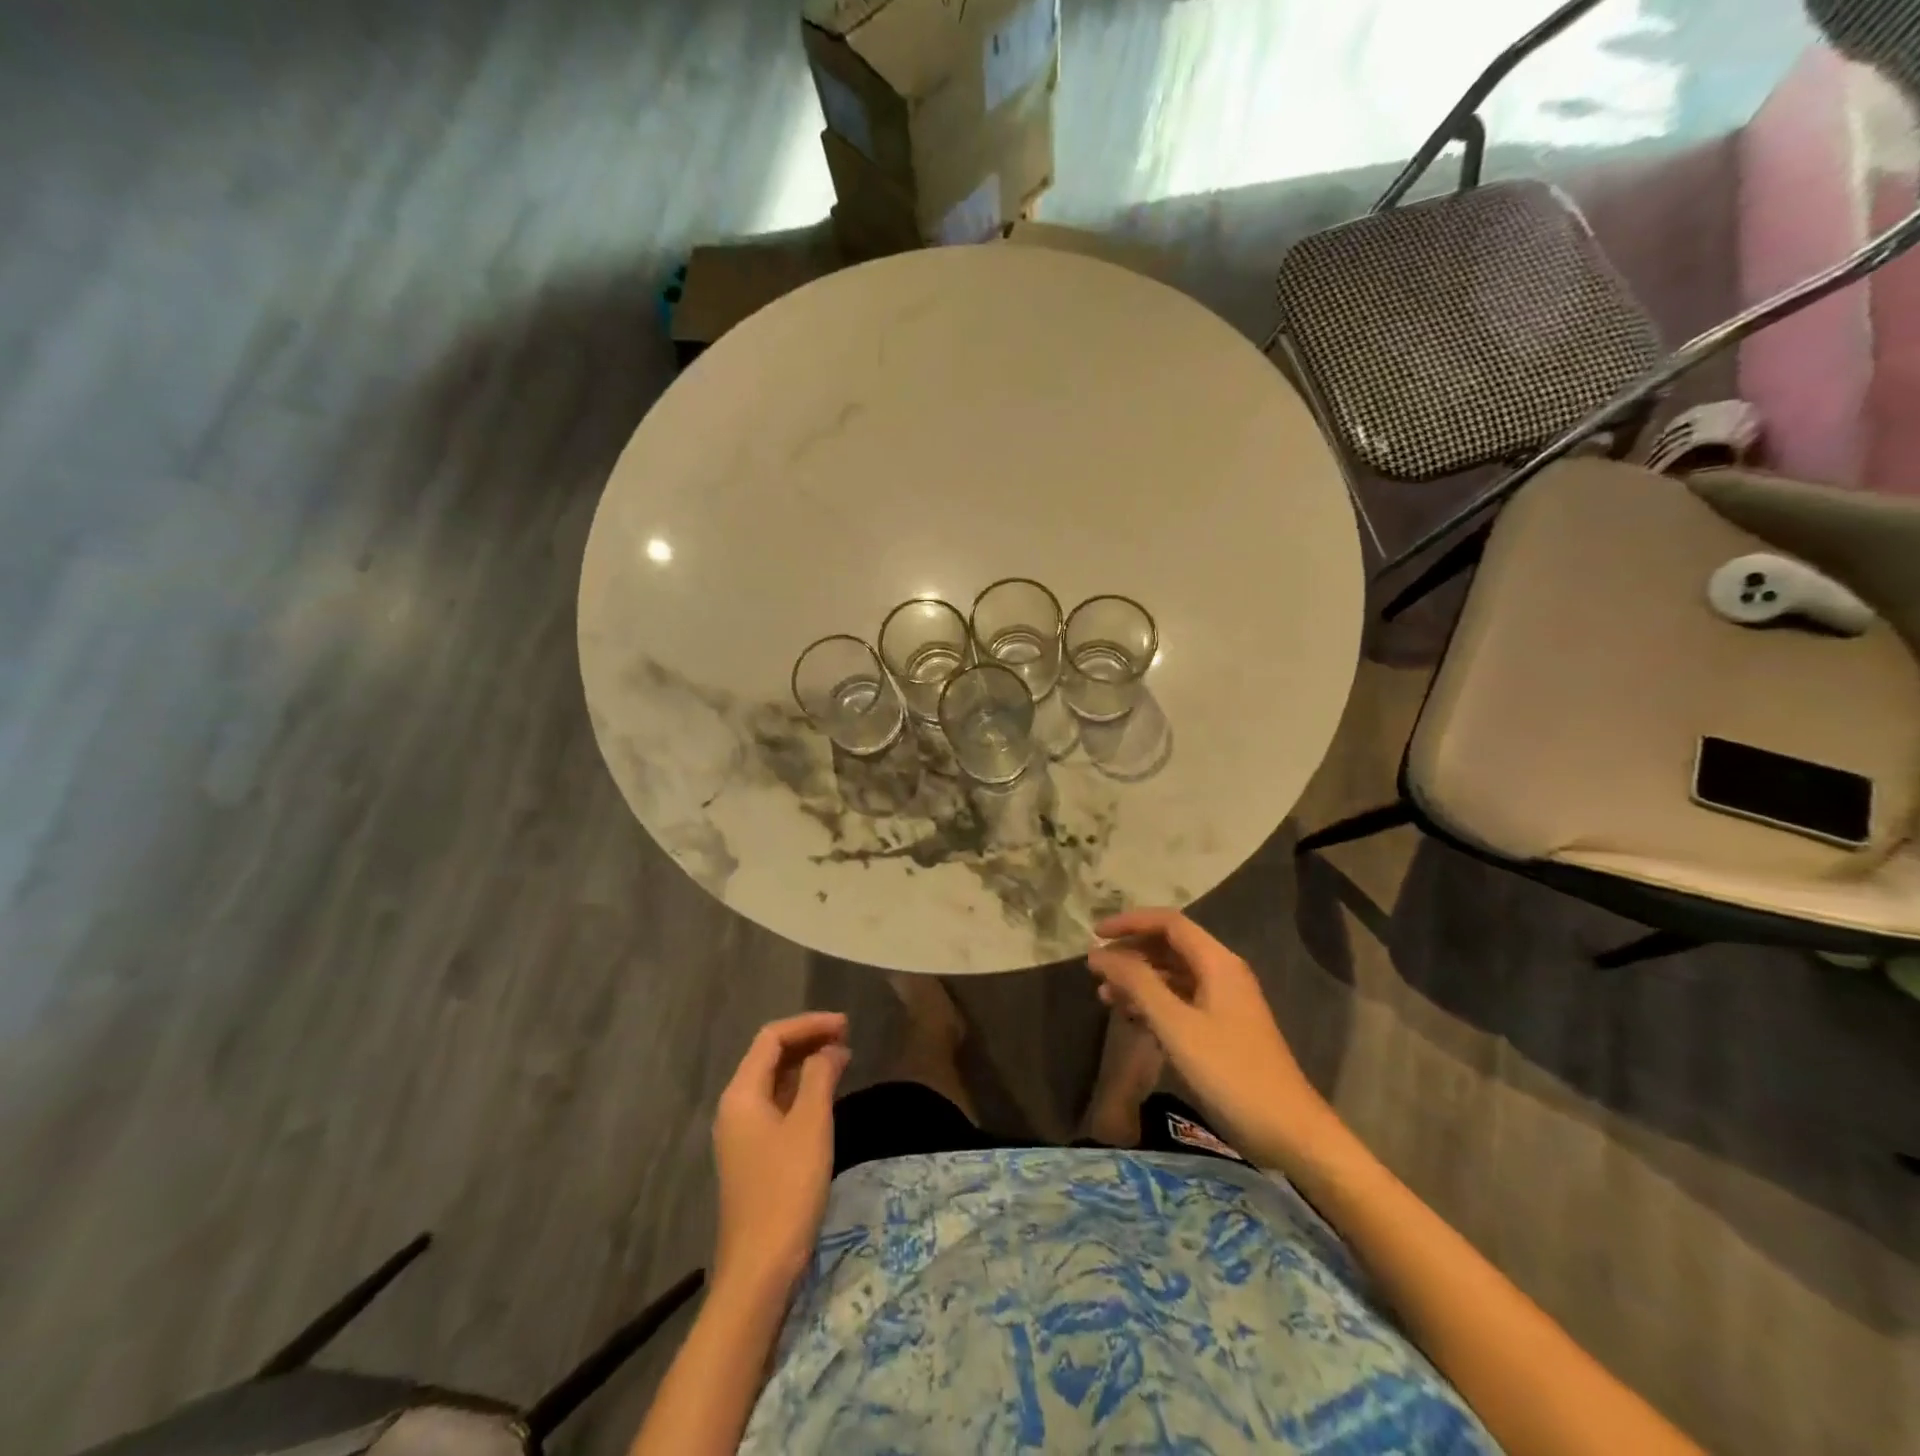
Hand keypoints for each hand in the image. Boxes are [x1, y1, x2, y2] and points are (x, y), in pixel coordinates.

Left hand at [711, 1012, 850, 1294]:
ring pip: (774, 1080)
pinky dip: (801, 1089)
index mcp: (741, 1094)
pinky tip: (825, 1094)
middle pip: (769, 1055)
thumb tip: (830, 1048)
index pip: (772, 1038)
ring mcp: (742, 1133)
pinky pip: (777, 1104)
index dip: (809, 1024)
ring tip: (842, 1058)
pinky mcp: (753, 1154)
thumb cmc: (786, 1189)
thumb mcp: (810, 1125)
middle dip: (807, 1040)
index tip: (846, 1025)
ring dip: (806, 1064)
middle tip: (847, 1036)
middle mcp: (735, 1106)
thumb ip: (820, 1077)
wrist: (759, 1268)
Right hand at [1087, 909, 1333, 1168]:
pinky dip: (1154, 1002)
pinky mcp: (1223, 1027)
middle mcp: (1223, 972)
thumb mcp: (1176, 1025)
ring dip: (1139, 979)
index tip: (1094, 935)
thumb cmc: (1230, 1072)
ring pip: (1173, 974)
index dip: (1130, 923)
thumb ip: (1137, 983)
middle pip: (1170, 945)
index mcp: (1217, 962)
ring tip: (1105, 997)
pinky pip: (1181, 999)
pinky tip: (1132, 1019)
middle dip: (1131, 953)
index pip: (1168, 922)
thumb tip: (1098, 954)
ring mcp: (1225, 1001)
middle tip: (1095, 971)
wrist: (1288, 1131)